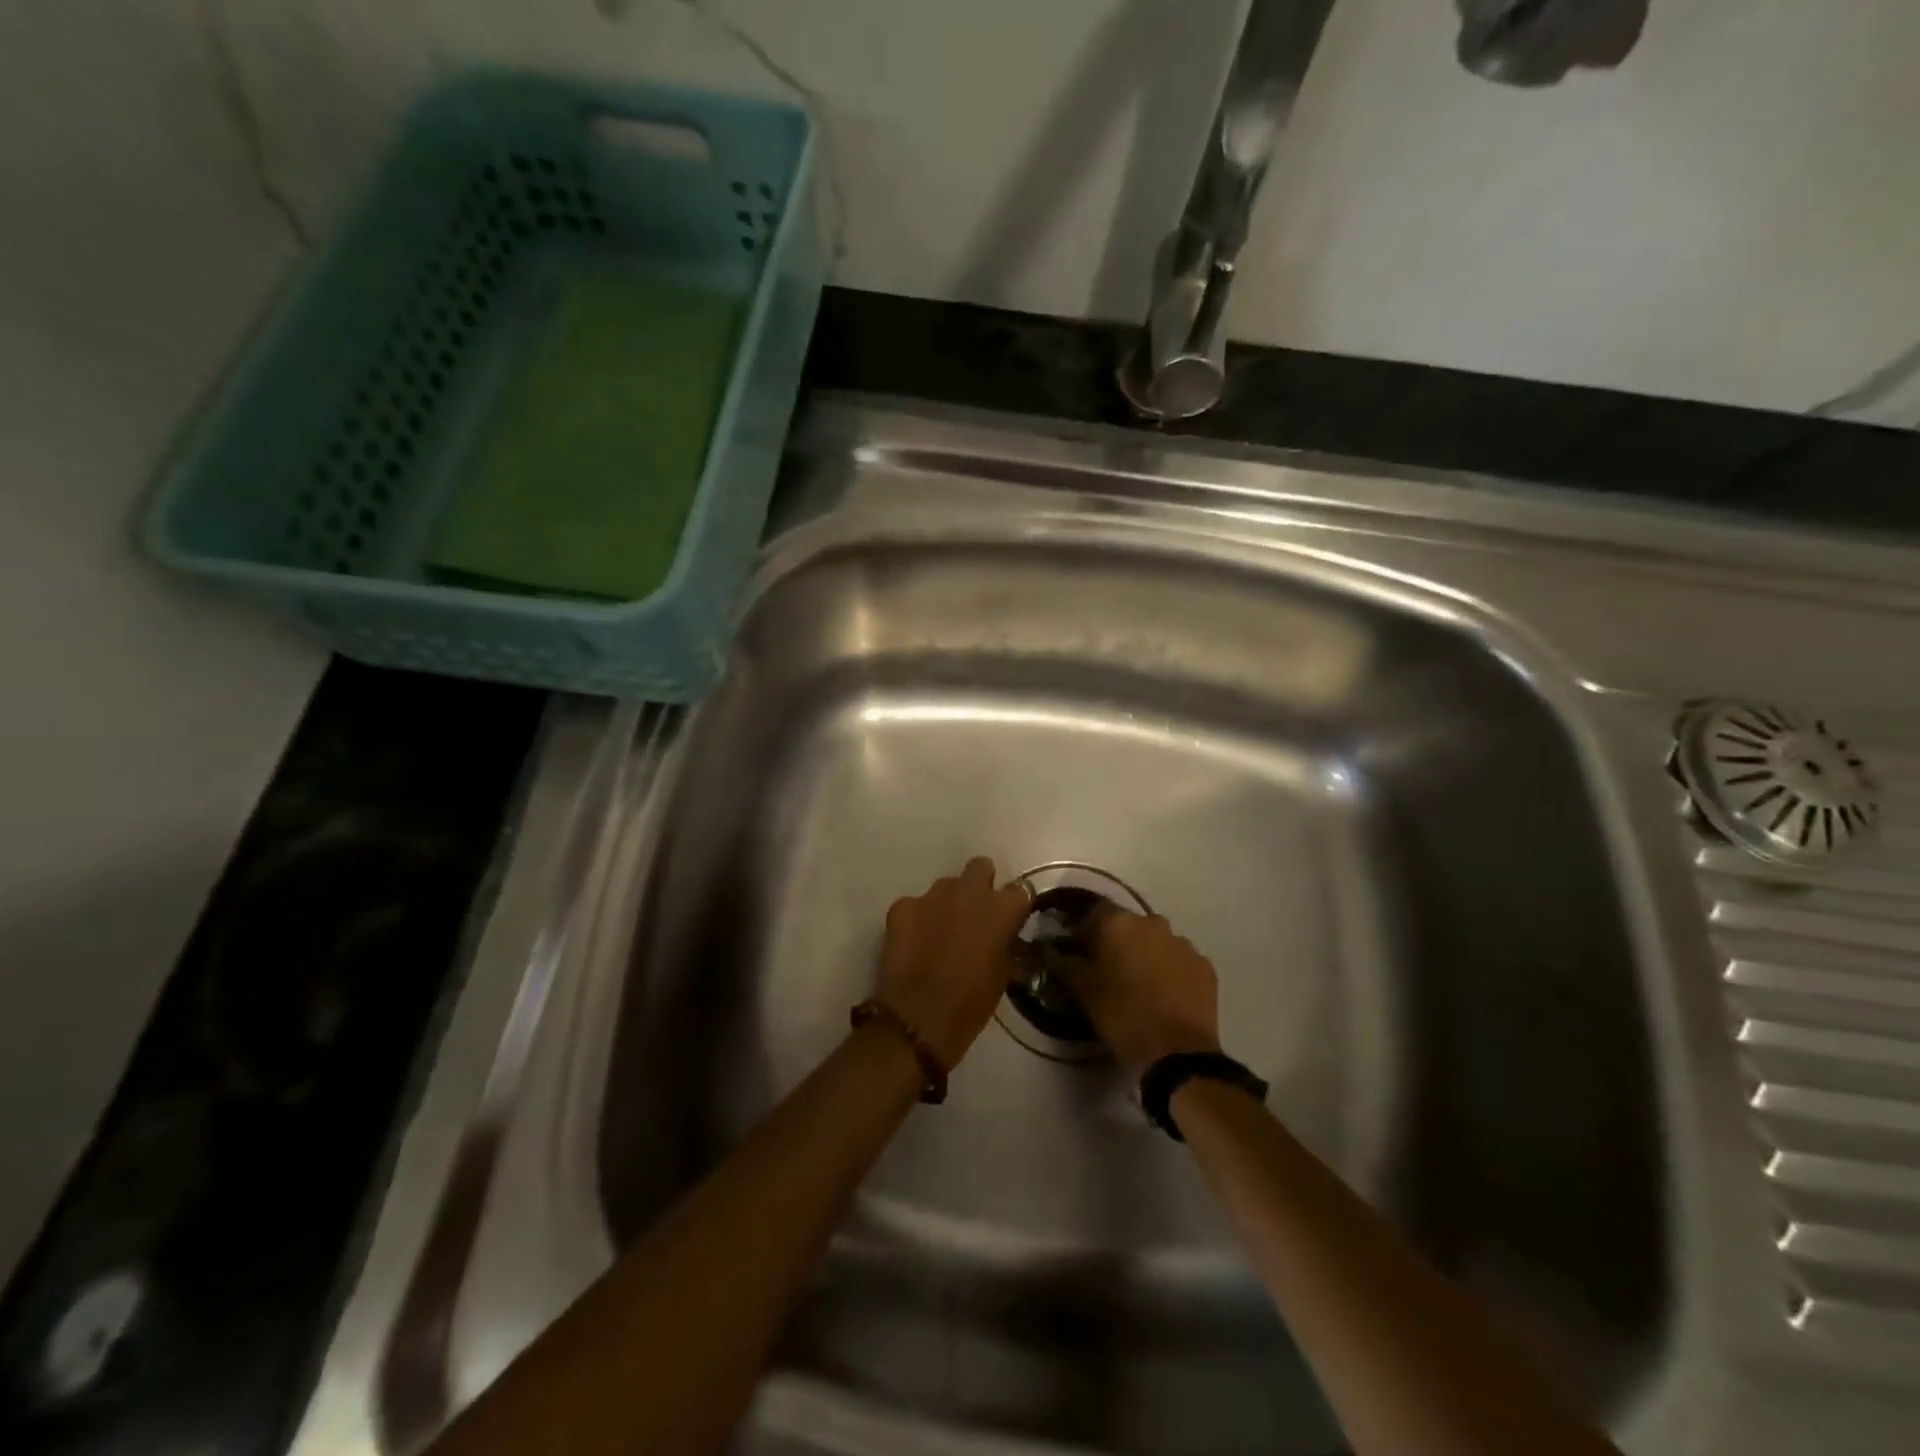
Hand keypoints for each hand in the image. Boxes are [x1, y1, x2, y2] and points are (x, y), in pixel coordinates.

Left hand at [877, 858, 1031, 1070]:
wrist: (919, 1019)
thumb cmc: (972, 1003)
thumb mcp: (1004, 973)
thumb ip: (1006, 942)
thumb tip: (1004, 934)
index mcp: (1001, 908)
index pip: (1019, 890)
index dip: (1013, 906)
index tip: (1009, 920)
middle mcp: (969, 891)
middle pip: (980, 868)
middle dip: (980, 885)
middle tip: (974, 914)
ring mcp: (932, 895)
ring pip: (946, 886)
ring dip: (948, 903)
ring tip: (940, 933)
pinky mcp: (902, 906)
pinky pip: (915, 905)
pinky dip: (917, 919)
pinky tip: (914, 943)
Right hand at [1068, 909, 1222, 1077]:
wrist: (1178, 1054)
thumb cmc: (1122, 1016)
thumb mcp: (1083, 990)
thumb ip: (1063, 962)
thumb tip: (1048, 948)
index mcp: (1118, 923)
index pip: (1092, 913)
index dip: (1083, 932)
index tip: (1078, 953)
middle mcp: (1152, 922)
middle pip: (1127, 925)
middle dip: (1116, 942)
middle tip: (1108, 971)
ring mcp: (1182, 943)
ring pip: (1155, 941)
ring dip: (1145, 955)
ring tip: (1139, 986)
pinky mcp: (1204, 965)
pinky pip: (1179, 960)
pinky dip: (1170, 971)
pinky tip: (1165, 996)